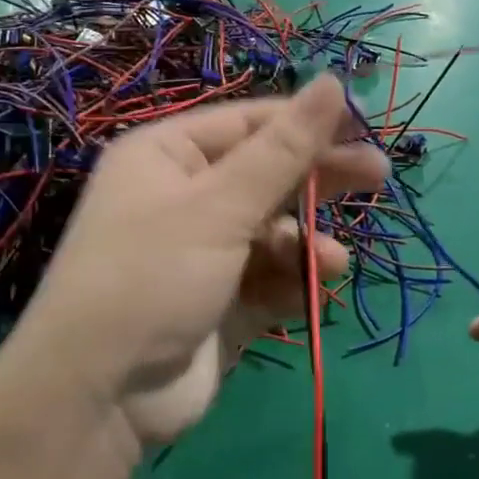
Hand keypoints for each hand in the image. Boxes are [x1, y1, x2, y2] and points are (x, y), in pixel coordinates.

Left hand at [10, 76, 388, 446]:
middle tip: (378, 176)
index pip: (250, 123)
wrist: (100, 397)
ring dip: (305, 245)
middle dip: (318, 180)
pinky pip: (270, 278)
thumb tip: (333, 81)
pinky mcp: (223, 300)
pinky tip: (310, 294)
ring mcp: (205, 252)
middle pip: (268, 175)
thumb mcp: (219, 207)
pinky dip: (292, 283)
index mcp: (169, 156)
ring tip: (330, 263)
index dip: (308, 122)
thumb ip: (284, 149)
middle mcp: (186, 197)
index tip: (365, 127)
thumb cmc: (152, 277)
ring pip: (275, 231)